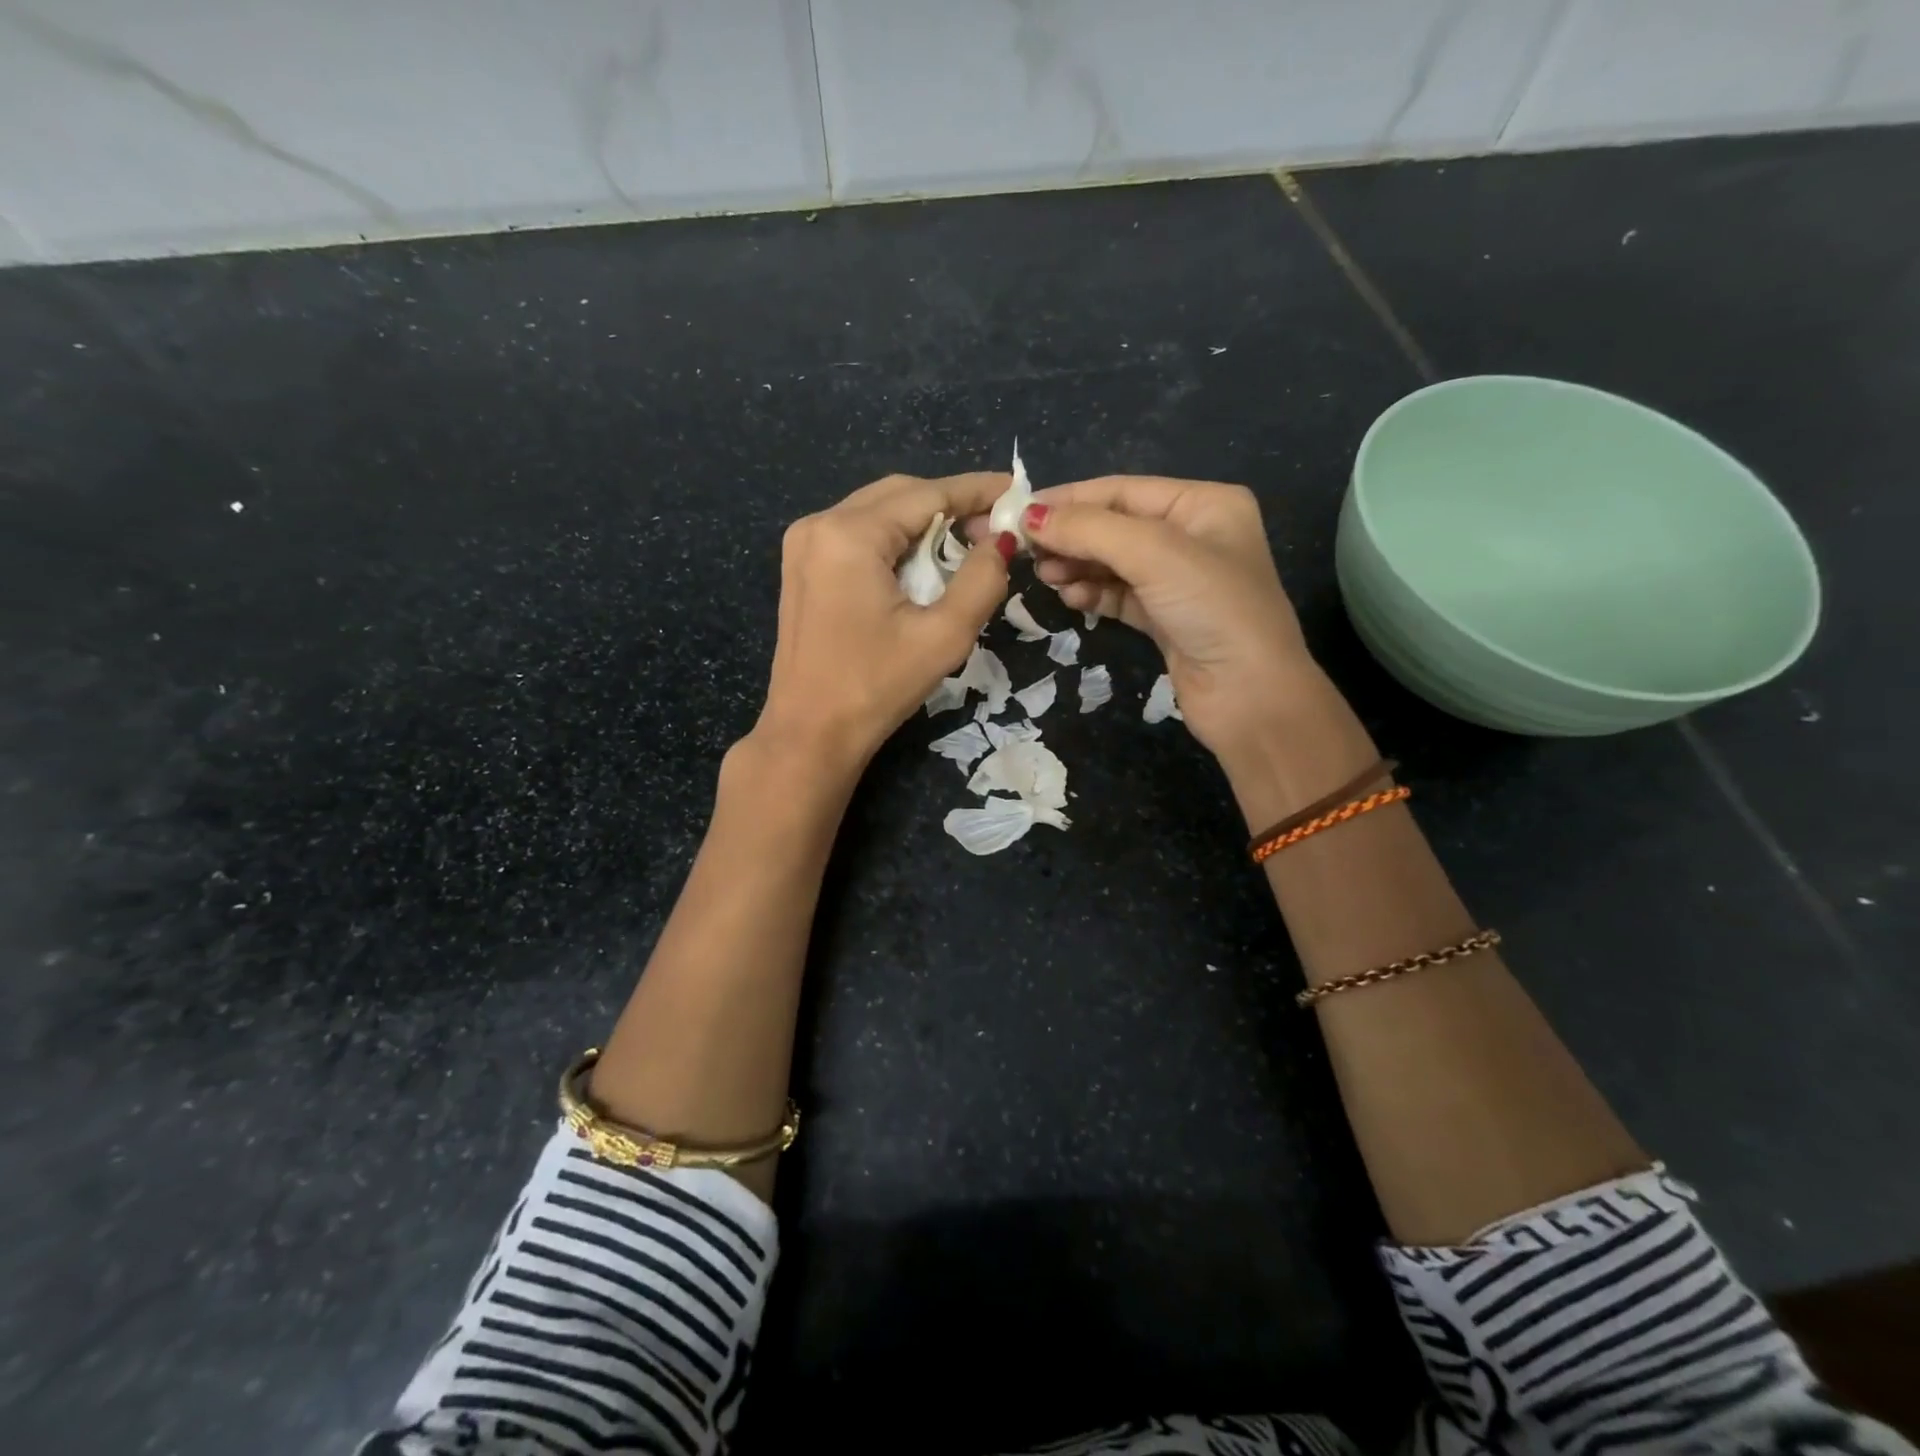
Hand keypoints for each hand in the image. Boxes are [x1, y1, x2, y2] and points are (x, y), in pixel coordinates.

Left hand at [754, 472, 1011, 771]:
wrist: (809, 734)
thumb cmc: (876, 688)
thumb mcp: (942, 637)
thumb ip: (981, 581)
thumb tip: (1001, 541)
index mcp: (849, 534)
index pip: (927, 494)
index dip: (976, 490)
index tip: (1017, 491)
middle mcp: (819, 524)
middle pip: (899, 494)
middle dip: (951, 504)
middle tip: (995, 530)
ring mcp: (804, 544)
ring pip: (878, 511)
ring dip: (924, 521)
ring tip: (967, 545)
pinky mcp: (802, 567)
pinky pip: (858, 534)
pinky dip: (896, 539)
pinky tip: (923, 562)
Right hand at [1016, 476, 1329, 761]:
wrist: (1249, 696)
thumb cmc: (1212, 608)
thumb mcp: (1153, 554)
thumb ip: (1089, 530)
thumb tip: (1029, 516)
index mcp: (1204, 504)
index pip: (1123, 490)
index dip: (1070, 499)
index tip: (1019, 512)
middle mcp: (1193, 536)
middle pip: (1115, 526)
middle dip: (1071, 536)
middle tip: (1027, 551)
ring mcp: (1179, 581)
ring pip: (1113, 562)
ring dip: (1077, 565)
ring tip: (1045, 576)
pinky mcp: (1165, 618)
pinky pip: (1119, 595)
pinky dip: (1093, 593)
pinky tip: (1071, 597)